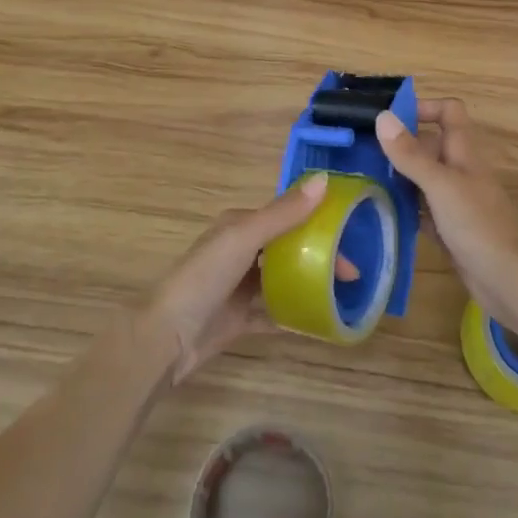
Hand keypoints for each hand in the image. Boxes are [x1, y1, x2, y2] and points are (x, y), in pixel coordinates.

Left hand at [140, 174, 355, 383]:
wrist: (166, 338)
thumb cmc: (204, 278)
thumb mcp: (244, 238)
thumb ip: (284, 213)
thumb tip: (324, 180)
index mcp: (239, 226)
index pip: (286, 217)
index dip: (318, 224)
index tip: (349, 241)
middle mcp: (239, 252)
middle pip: (287, 248)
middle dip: (318, 256)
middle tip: (351, 276)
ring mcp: (238, 287)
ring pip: (281, 279)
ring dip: (308, 283)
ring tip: (342, 295)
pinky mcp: (238, 319)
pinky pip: (273, 313)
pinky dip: (294, 315)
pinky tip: (318, 321)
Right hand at [375, 100, 517, 326]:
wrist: (511, 281)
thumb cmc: (478, 225)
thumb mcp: (441, 185)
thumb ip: (411, 154)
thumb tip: (382, 116)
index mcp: (463, 153)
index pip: (449, 113)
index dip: (424, 108)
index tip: (390, 120)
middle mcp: (460, 172)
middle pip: (430, 146)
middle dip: (401, 145)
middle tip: (363, 152)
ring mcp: (456, 202)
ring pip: (424, 179)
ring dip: (400, 177)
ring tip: (364, 179)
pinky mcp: (450, 230)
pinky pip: (424, 210)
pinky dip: (406, 208)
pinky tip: (383, 213)